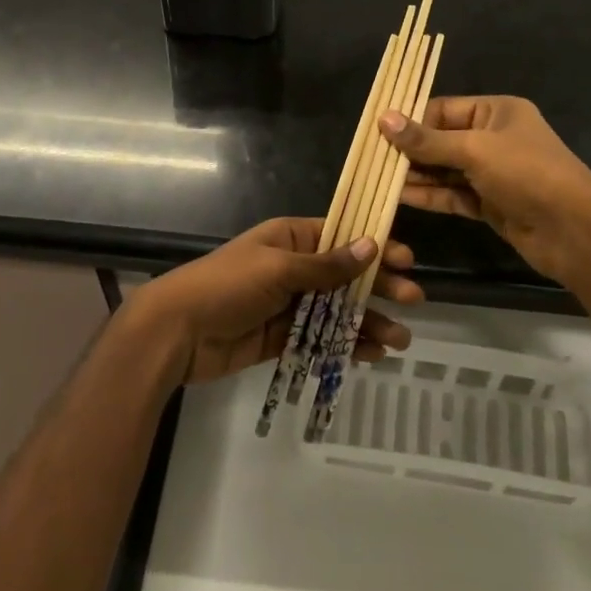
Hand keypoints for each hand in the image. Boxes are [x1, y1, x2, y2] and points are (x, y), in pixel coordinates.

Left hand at [126, 217, 421, 384]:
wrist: (176, 332)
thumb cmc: (227, 286)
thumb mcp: (278, 268)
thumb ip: (326, 265)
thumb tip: (371, 246)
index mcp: (290, 238)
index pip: (342, 237)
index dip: (374, 247)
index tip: (406, 260)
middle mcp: (292, 267)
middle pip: (345, 276)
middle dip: (379, 288)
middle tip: (414, 300)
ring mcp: (287, 304)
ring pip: (336, 310)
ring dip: (367, 322)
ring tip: (399, 340)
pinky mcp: (281, 337)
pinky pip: (320, 338)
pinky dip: (344, 345)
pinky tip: (370, 354)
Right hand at [378, 96, 590, 284]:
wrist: (573, 231)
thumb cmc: (527, 174)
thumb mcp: (475, 149)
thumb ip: (427, 140)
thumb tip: (384, 119)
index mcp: (497, 111)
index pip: (443, 109)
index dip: (412, 120)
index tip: (379, 133)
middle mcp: (494, 138)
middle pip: (442, 139)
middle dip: (410, 150)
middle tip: (372, 159)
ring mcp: (492, 173)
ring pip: (445, 170)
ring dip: (415, 175)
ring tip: (378, 178)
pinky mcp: (489, 203)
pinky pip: (452, 194)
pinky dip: (429, 195)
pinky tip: (399, 196)